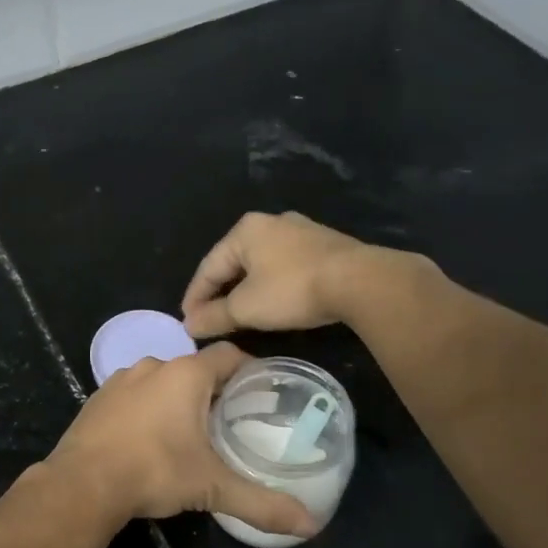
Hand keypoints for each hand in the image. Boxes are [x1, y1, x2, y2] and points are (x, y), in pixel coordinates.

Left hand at [46, 342, 317, 537]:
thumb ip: (261, 503)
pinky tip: (148, 439)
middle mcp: (153, 366)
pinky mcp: (97, 399)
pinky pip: (133, 396)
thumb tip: (310, 526)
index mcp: (185, 374)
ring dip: (177, 399)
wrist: (82, 483)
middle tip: (231, 421)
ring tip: (191, 432)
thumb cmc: (154, 471)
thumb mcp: (212, 487)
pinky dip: (146, 409)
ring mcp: (120, 380)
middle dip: (214, 391)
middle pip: (195, 369)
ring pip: (161, 381)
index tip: (263, 393)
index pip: (229, 355)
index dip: (249, 370)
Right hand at [182, 211, 384, 337]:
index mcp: (244, 231)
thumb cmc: (292, 290)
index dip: (194, 297)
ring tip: (238, 314)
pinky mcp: (324, 245)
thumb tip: (188, 325)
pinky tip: (273, 302)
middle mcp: (270, 222)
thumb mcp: (246, 308)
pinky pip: (284, 266)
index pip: (208, 267)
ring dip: (246, 289)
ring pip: (260, 264)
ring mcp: (300, 231)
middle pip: (234, 262)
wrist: (360, 282)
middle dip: (220, 292)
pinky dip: (271, 285)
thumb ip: (213, 316)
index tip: (187, 323)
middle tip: (210, 319)